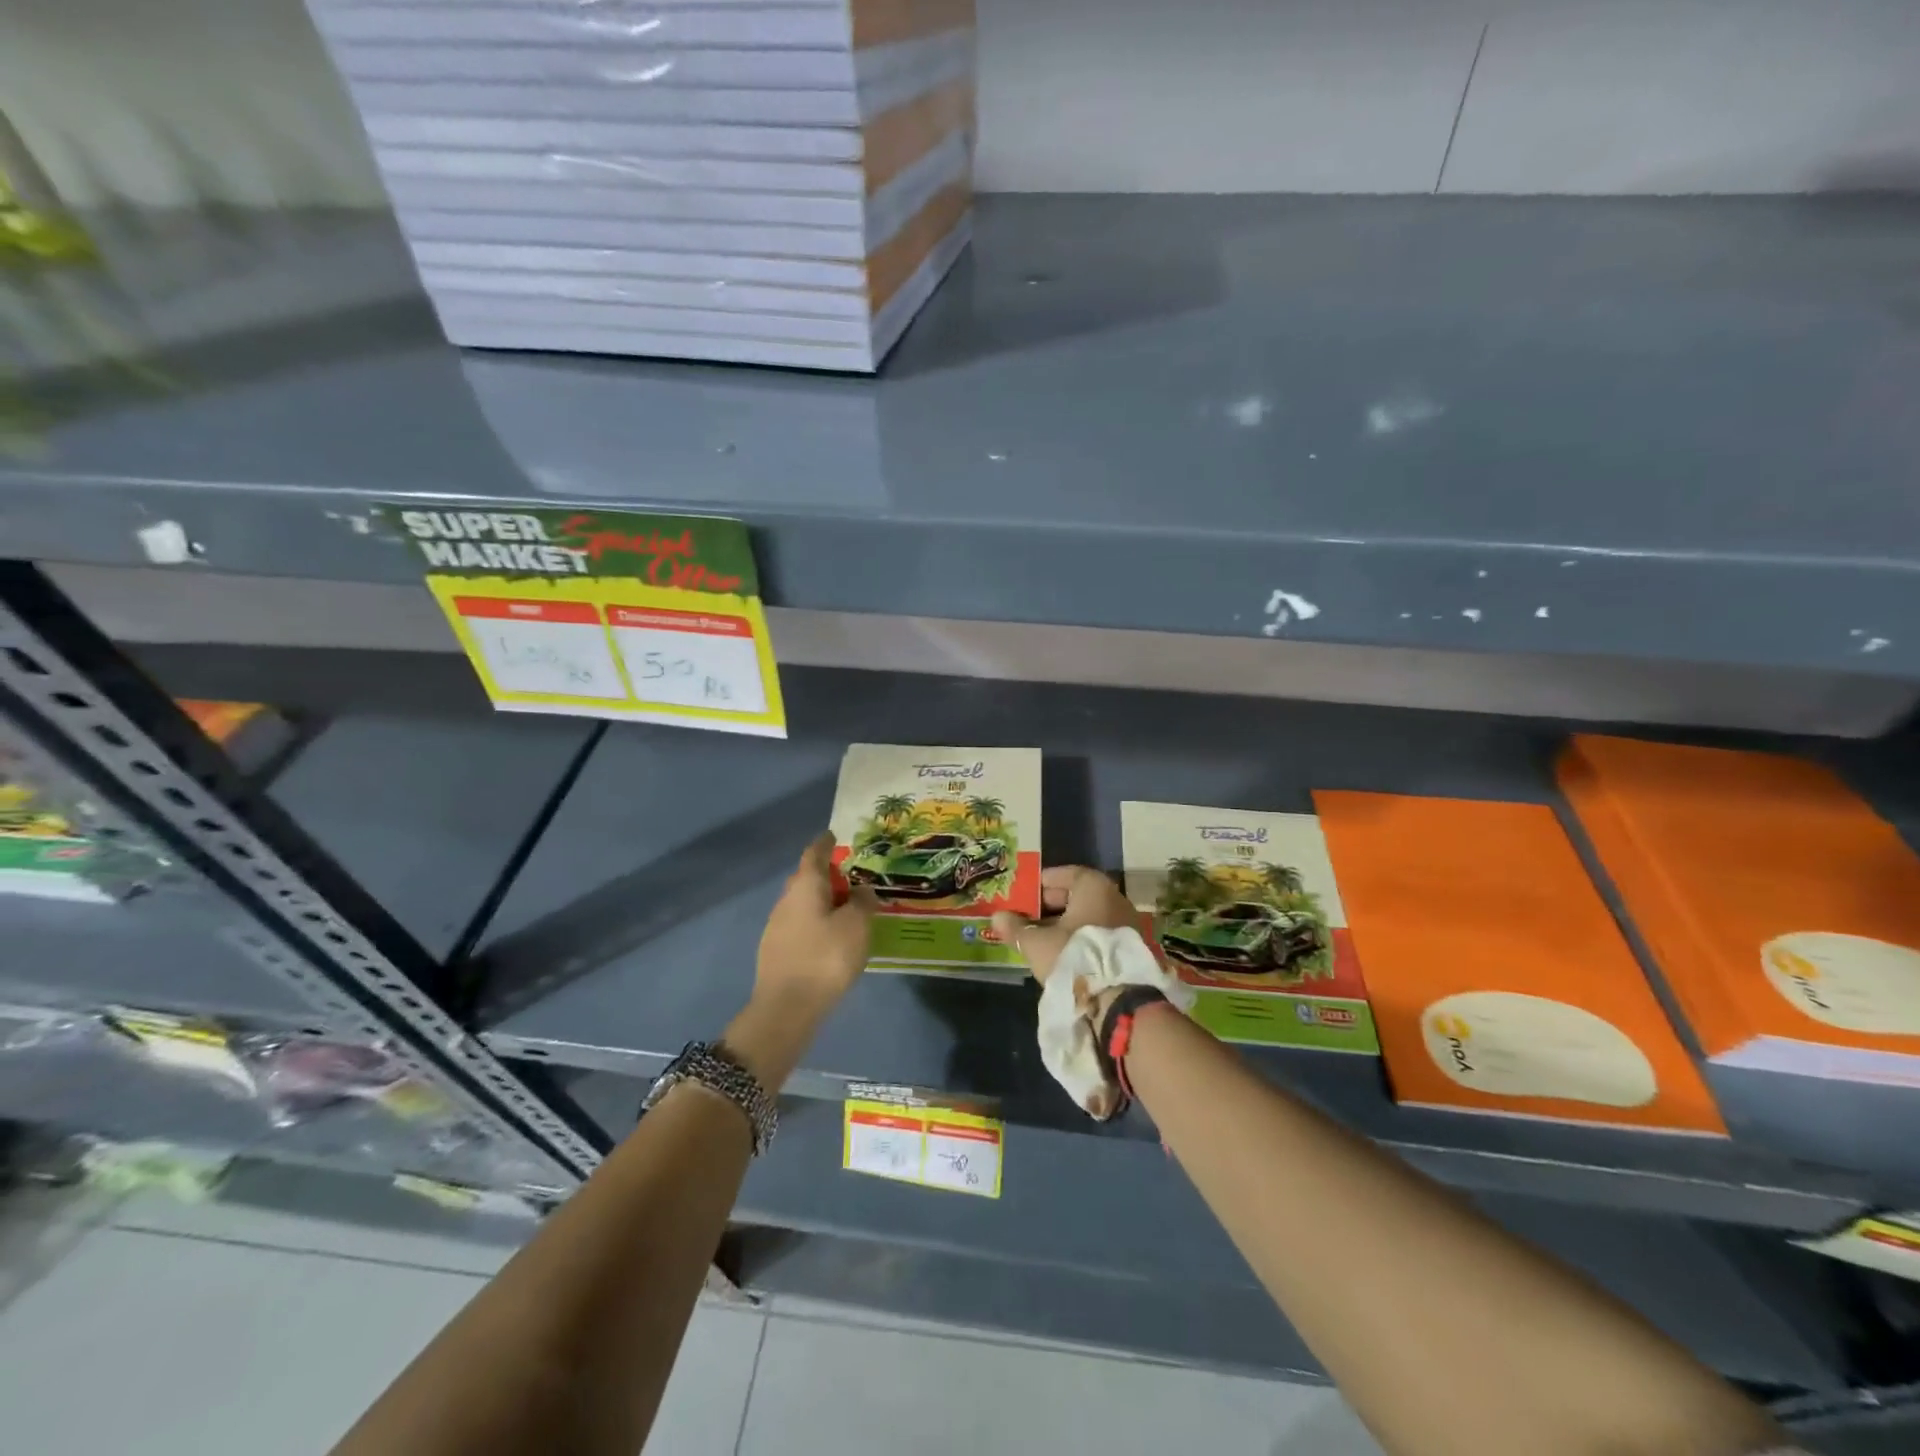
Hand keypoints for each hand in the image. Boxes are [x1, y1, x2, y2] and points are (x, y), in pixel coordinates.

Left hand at [726, 834, 878, 1090]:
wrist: (787, 1008)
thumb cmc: (826, 957)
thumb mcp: (856, 926)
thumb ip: (863, 902)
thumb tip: (862, 889)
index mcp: (805, 886)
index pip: (814, 854)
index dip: (825, 843)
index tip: (834, 835)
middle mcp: (786, 900)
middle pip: (806, 879)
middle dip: (826, 875)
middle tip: (851, 878)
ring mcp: (776, 927)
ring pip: (802, 904)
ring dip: (822, 902)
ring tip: (846, 911)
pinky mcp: (776, 952)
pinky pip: (800, 926)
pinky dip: (816, 923)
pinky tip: (830, 939)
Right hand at [991, 865, 1136, 987]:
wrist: (1118, 1001)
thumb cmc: (1074, 957)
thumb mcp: (1037, 943)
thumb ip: (1016, 928)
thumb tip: (997, 917)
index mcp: (1094, 887)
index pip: (1066, 874)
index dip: (1043, 883)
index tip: (1024, 893)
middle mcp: (1115, 898)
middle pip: (1078, 895)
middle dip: (1051, 905)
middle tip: (1028, 916)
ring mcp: (1126, 924)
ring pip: (1088, 917)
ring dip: (1066, 924)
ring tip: (1041, 937)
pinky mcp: (1130, 948)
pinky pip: (1099, 934)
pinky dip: (1081, 938)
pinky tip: (1063, 952)